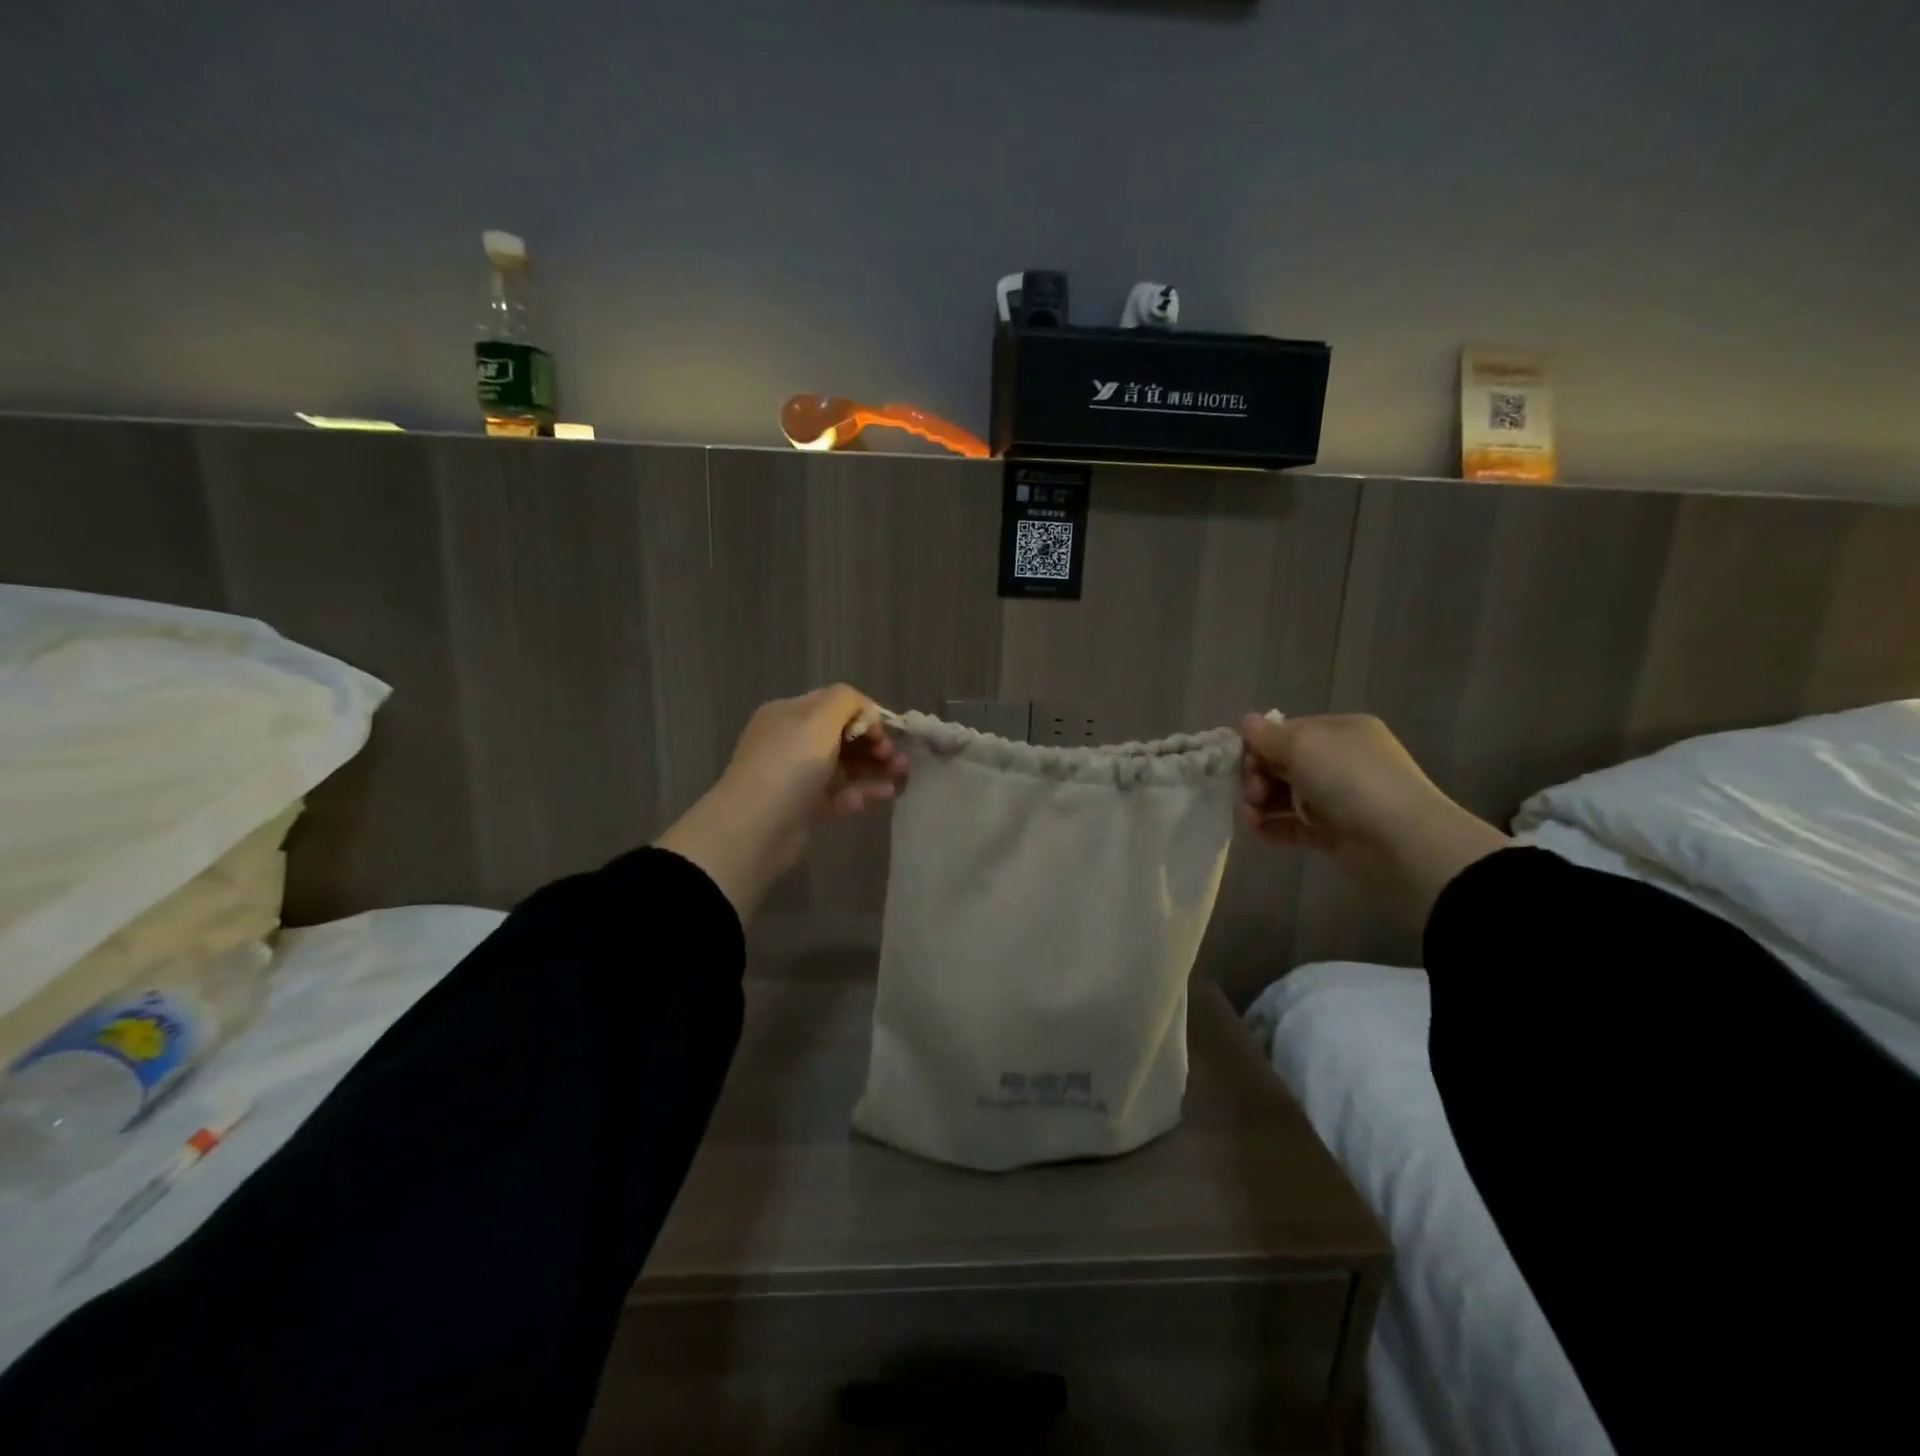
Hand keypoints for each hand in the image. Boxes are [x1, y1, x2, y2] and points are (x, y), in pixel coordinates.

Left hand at [657, 685, 908, 921]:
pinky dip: (863, 792)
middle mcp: (791, 741)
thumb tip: (864, 709)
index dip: (864, 713)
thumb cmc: (790, 764)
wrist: (756, 827)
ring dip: (874, 767)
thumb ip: (847, 701)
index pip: (834, 704)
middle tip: (897, 757)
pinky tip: (885, 794)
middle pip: (842, 735)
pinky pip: (840, 793)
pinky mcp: (806, 807)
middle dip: (874, 742)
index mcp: (789, 714)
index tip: (886, 731)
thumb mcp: (819, 718)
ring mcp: (797, 776)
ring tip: (902, 775)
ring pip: (844, 765)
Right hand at [1239, 712, 1510, 923]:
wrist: (1401, 842)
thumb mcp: (1304, 745)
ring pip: (1285, 795)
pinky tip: (1259, 831)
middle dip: (1258, 776)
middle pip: (1283, 763)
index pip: (1286, 732)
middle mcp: (1340, 760)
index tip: (1245, 764)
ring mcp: (1338, 797)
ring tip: (1252, 817)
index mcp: (1339, 731)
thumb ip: (1269, 736)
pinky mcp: (1334, 832)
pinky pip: (1294, 824)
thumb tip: (1246, 722)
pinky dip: (1274, 827)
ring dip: (1261, 803)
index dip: (1259, 746)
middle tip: (1254, 794)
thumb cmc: (1351, 780)